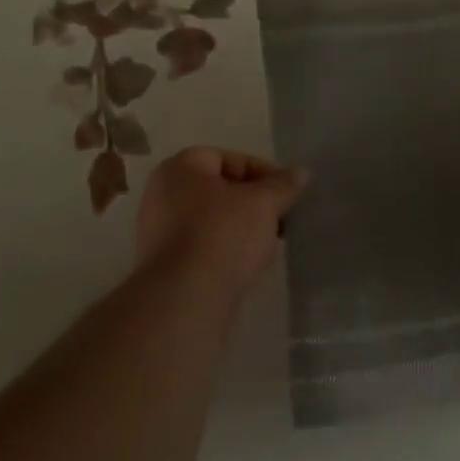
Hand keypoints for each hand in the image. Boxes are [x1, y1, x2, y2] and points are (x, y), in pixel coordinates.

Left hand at [135, 147, 307, 296]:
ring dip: (242, 228)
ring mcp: (159, 233)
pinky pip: (203, 248)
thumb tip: (301, 171)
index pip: (229, 158)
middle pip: (220, 189)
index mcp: (179, 169)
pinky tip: (247, 266)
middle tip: (279, 218)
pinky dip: (226, 251)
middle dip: (253, 203)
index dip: (262, 172)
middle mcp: (162, 195)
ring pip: (212, 220)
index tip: (285, 193)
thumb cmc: (222, 235)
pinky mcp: (164, 267)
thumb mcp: (263, 203)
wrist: (184, 301)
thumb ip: (283, 184)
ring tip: (268, 244)